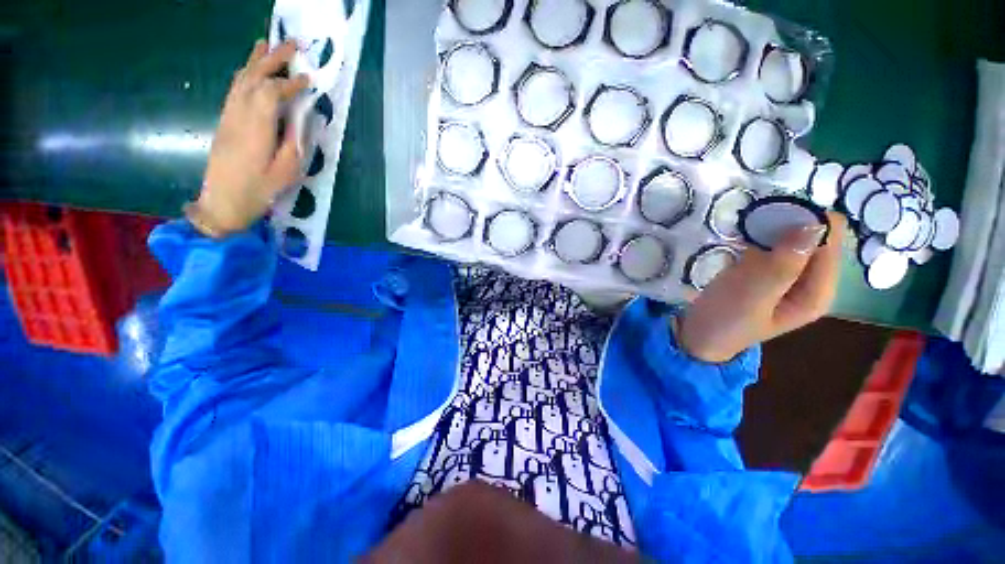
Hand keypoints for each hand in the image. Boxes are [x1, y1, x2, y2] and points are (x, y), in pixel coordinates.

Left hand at [196, 40, 309, 234]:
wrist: (222, 203)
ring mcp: (228, 117)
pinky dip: (244, 75)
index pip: (272, 94)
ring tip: (266, 44)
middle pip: (253, 78)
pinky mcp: (224, 122)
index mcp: (256, 129)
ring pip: (240, 80)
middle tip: (291, 44)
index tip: (308, 78)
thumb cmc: (259, 191)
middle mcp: (239, 116)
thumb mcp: (286, 173)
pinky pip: (233, 90)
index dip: (291, 83)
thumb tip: (301, 120)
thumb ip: (294, 143)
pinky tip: (250, 70)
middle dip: (273, 59)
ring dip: (254, 61)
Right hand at [677, 212, 846, 362]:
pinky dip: (760, 235)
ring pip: (792, 238)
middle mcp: (809, 281)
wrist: (697, 336)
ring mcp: (787, 276)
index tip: (772, 214)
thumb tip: (814, 223)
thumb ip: (783, 265)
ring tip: (744, 225)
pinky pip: (772, 244)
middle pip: (814, 238)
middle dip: (788, 222)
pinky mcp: (766, 272)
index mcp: (817, 292)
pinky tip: (741, 235)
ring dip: (772, 226)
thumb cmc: (724, 320)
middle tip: (753, 220)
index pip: (830, 243)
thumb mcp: (752, 295)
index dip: (807, 221)